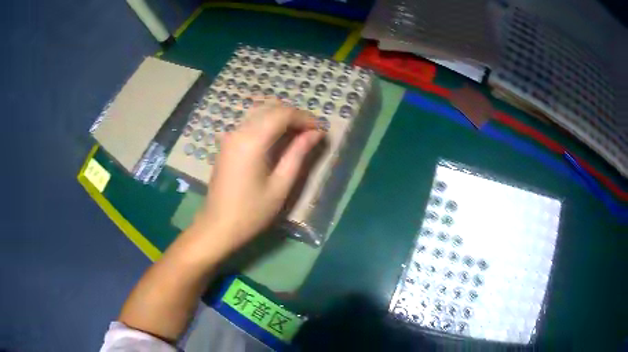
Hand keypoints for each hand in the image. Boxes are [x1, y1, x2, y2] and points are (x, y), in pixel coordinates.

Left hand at [198, 98, 324, 252]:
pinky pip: (250, 122)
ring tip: (298, 134)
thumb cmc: (252, 211)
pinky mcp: (227, 143)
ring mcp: (230, 135)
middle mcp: (239, 131)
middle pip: (271, 108)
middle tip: (311, 132)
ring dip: (281, 117)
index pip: (283, 114)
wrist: (218, 226)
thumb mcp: (281, 185)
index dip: (305, 118)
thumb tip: (316, 133)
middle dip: (294, 115)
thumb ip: (298, 154)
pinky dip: (268, 122)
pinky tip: (278, 137)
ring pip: (259, 111)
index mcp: (252, 140)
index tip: (320, 130)